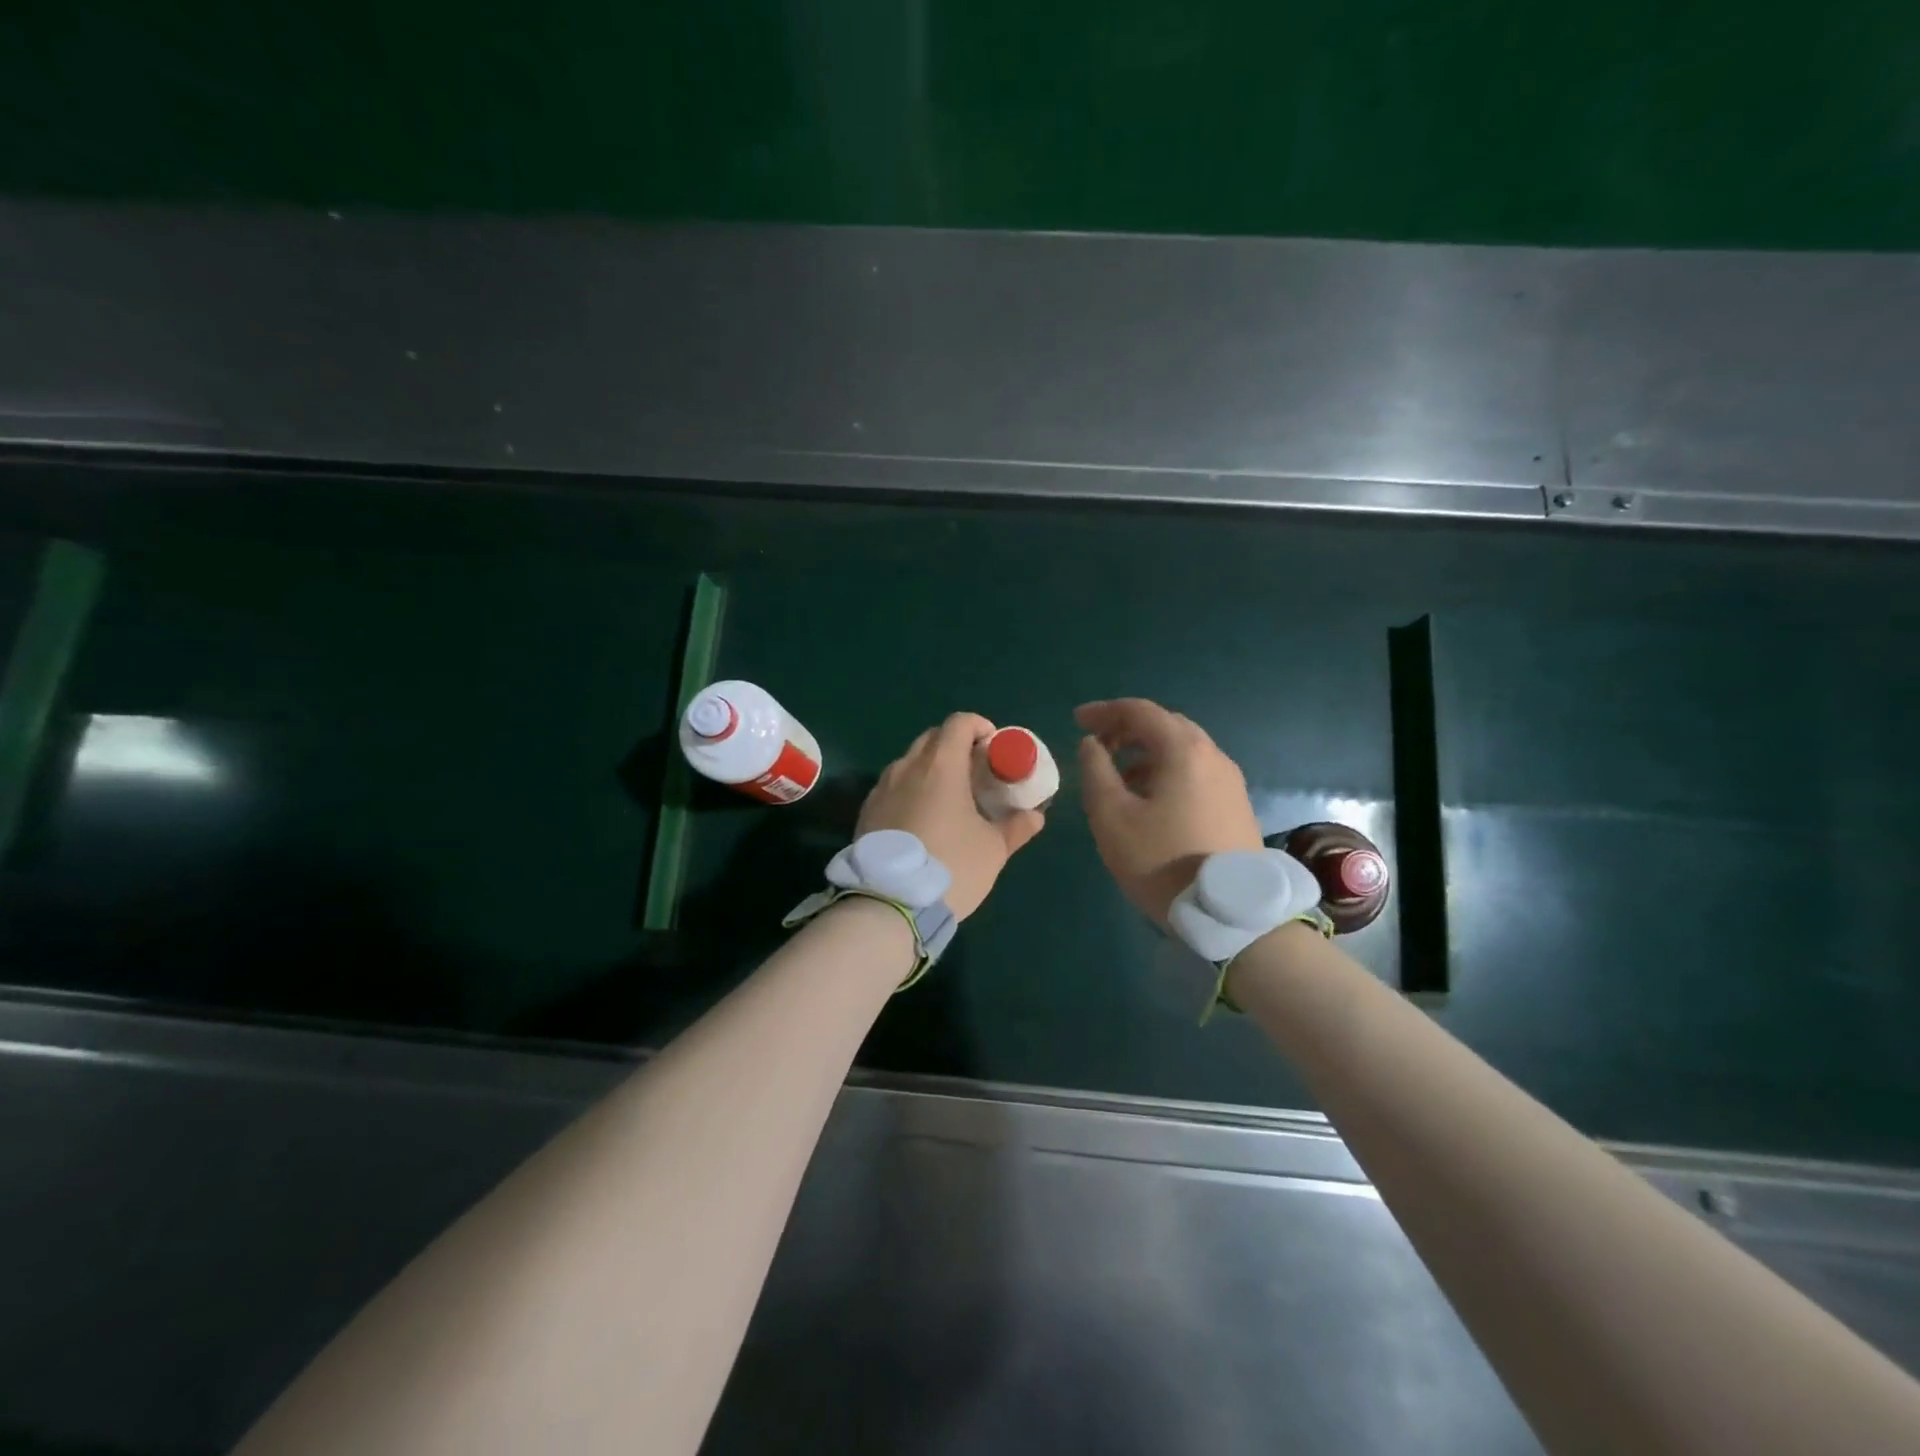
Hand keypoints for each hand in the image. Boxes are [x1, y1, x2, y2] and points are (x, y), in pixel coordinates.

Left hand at [857, 712, 1045, 919]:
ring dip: (931, 769)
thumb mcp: (993, 849)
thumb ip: (1016, 827)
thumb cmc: (951, 867)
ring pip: (910, 762)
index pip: (959, 723)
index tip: (993, 747)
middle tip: (975, 773)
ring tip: (949, 798)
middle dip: (956, 746)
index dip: (980, 727)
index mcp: (941, 765)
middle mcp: (907, 767)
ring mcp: (881, 788)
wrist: (889, 904)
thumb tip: (1035, 816)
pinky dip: (911, 790)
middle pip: (933, 738)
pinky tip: (922, 820)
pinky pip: (893, 787)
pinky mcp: (867, 811)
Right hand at [1076, 698, 1264, 926]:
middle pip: (1166, 725)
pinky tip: (1150, 799)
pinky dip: (1166, 770)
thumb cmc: (1162, 860)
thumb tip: (1092, 743)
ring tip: (1118, 776)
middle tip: (1097, 744)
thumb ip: (1096, 771)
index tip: (1076, 721)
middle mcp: (1213, 756)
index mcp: (1183, 750)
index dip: (1104, 711)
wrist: (1230, 914)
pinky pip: (1195, 772)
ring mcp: (1230, 781)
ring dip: (1146, 752)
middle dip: (1127, 728)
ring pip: (1183, 750)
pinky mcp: (1236, 805)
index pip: (1140, 711)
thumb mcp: (1112, 816)